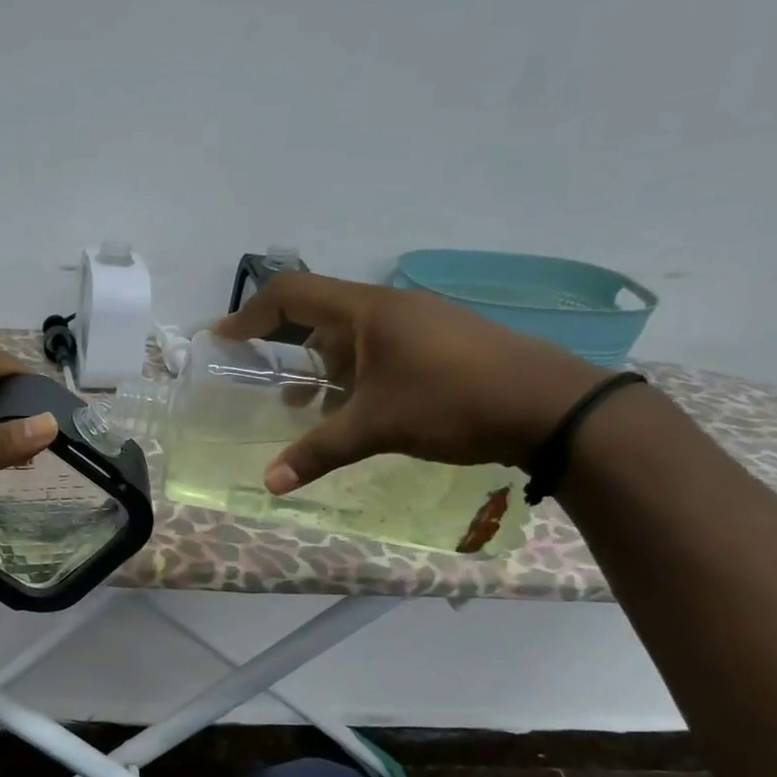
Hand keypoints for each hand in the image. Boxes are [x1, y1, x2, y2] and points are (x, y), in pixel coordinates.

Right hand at [212, 273, 607, 491]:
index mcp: (368, 310)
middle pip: (319, 312)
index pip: (291, 293)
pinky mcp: (442, 342)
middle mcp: (391, 307)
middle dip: (283, 344)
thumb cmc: (453, 402)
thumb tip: (269, 483)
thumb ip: (318, 451)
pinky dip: (353, 372)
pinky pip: (379, 347)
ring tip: (303, 406)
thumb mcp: (377, 427)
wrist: (553, 407)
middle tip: (259, 375)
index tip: (223, 339)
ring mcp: (421, 323)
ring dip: (320, 364)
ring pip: (351, 334)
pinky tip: (355, 408)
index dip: (250, 314)